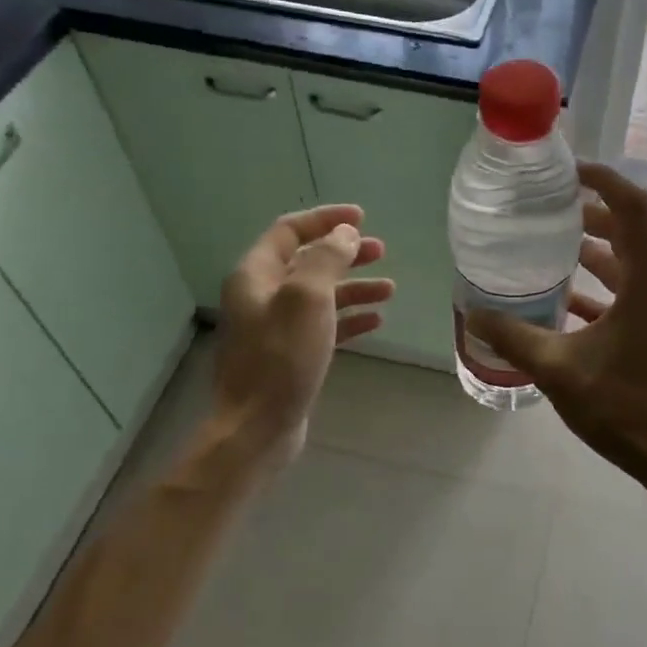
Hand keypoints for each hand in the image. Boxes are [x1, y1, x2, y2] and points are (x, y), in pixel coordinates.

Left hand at [209, 204, 394, 464]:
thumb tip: (344, 234)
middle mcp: (262, 295)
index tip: (361, 218)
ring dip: (354, 287)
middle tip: (381, 251)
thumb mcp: (307, 299)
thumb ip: (327, 260)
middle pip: (307, 261)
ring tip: (389, 289)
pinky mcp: (290, 354)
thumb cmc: (281, 358)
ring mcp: (275, 327)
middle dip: (345, 253)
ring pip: (320, 294)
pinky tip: (375, 321)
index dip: (325, 220)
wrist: (257, 427)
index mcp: (256, 275)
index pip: (290, 231)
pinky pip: (323, 325)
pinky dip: (349, 318)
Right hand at [467, 163, 646, 488]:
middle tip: (547, 209)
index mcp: (646, 282)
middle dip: (589, 213)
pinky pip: (627, 294)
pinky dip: (598, 288)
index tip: (567, 171)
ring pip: (627, 264)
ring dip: (593, 251)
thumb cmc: (624, 407)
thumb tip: (474, 314)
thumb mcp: (559, 370)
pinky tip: (563, 302)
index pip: (633, 208)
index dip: (604, 179)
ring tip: (549, 247)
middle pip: (628, 231)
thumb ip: (515, 338)